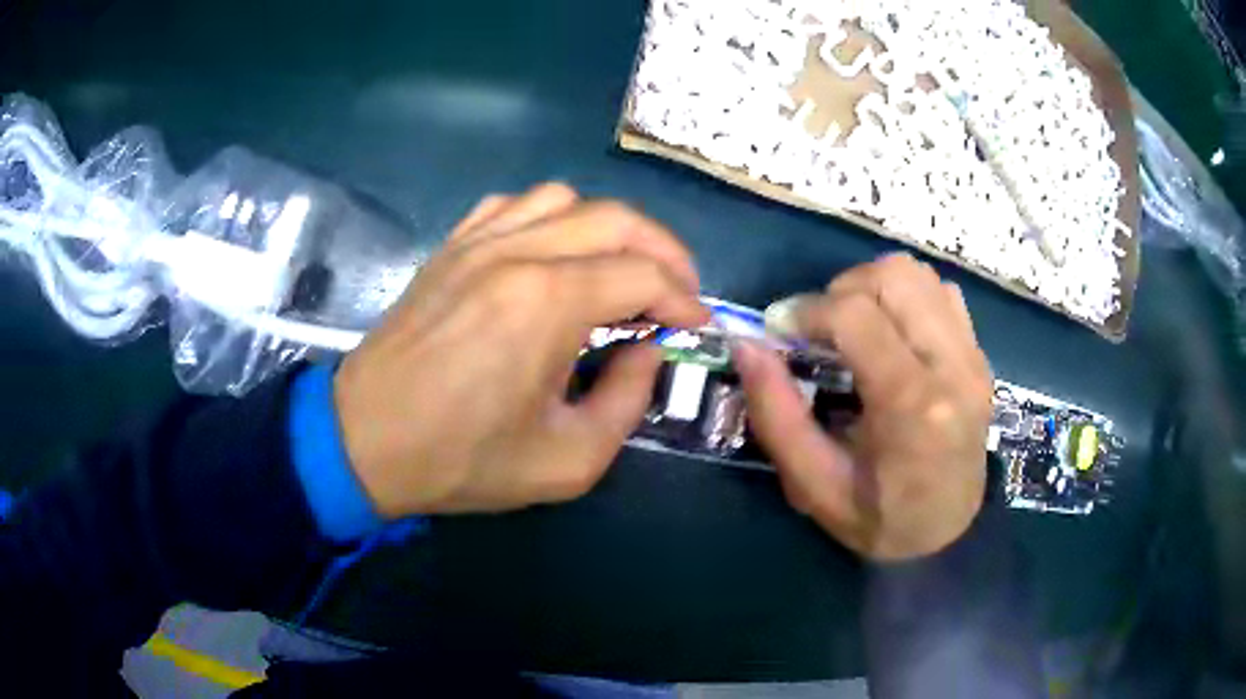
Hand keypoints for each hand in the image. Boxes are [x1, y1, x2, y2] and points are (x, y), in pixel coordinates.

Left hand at [335, 183, 709, 518]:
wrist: (363, 441)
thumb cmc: (460, 459)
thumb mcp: (567, 460)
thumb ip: (628, 400)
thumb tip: (647, 350)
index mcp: (547, 303)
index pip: (644, 276)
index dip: (684, 300)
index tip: (697, 327)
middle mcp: (517, 253)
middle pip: (616, 219)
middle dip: (665, 252)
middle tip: (678, 292)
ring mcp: (478, 241)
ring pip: (567, 199)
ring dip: (609, 229)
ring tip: (620, 270)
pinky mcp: (451, 247)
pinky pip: (514, 205)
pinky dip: (552, 219)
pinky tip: (555, 253)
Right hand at [734, 254, 992, 560]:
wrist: (950, 534)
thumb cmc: (880, 521)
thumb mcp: (813, 486)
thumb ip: (776, 414)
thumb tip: (747, 345)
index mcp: (913, 406)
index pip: (857, 315)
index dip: (806, 310)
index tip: (779, 332)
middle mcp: (953, 367)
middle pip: (894, 276)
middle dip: (841, 290)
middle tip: (819, 331)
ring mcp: (973, 356)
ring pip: (919, 274)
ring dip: (874, 288)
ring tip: (853, 328)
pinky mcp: (980, 353)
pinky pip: (941, 292)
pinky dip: (907, 298)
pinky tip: (891, 335)